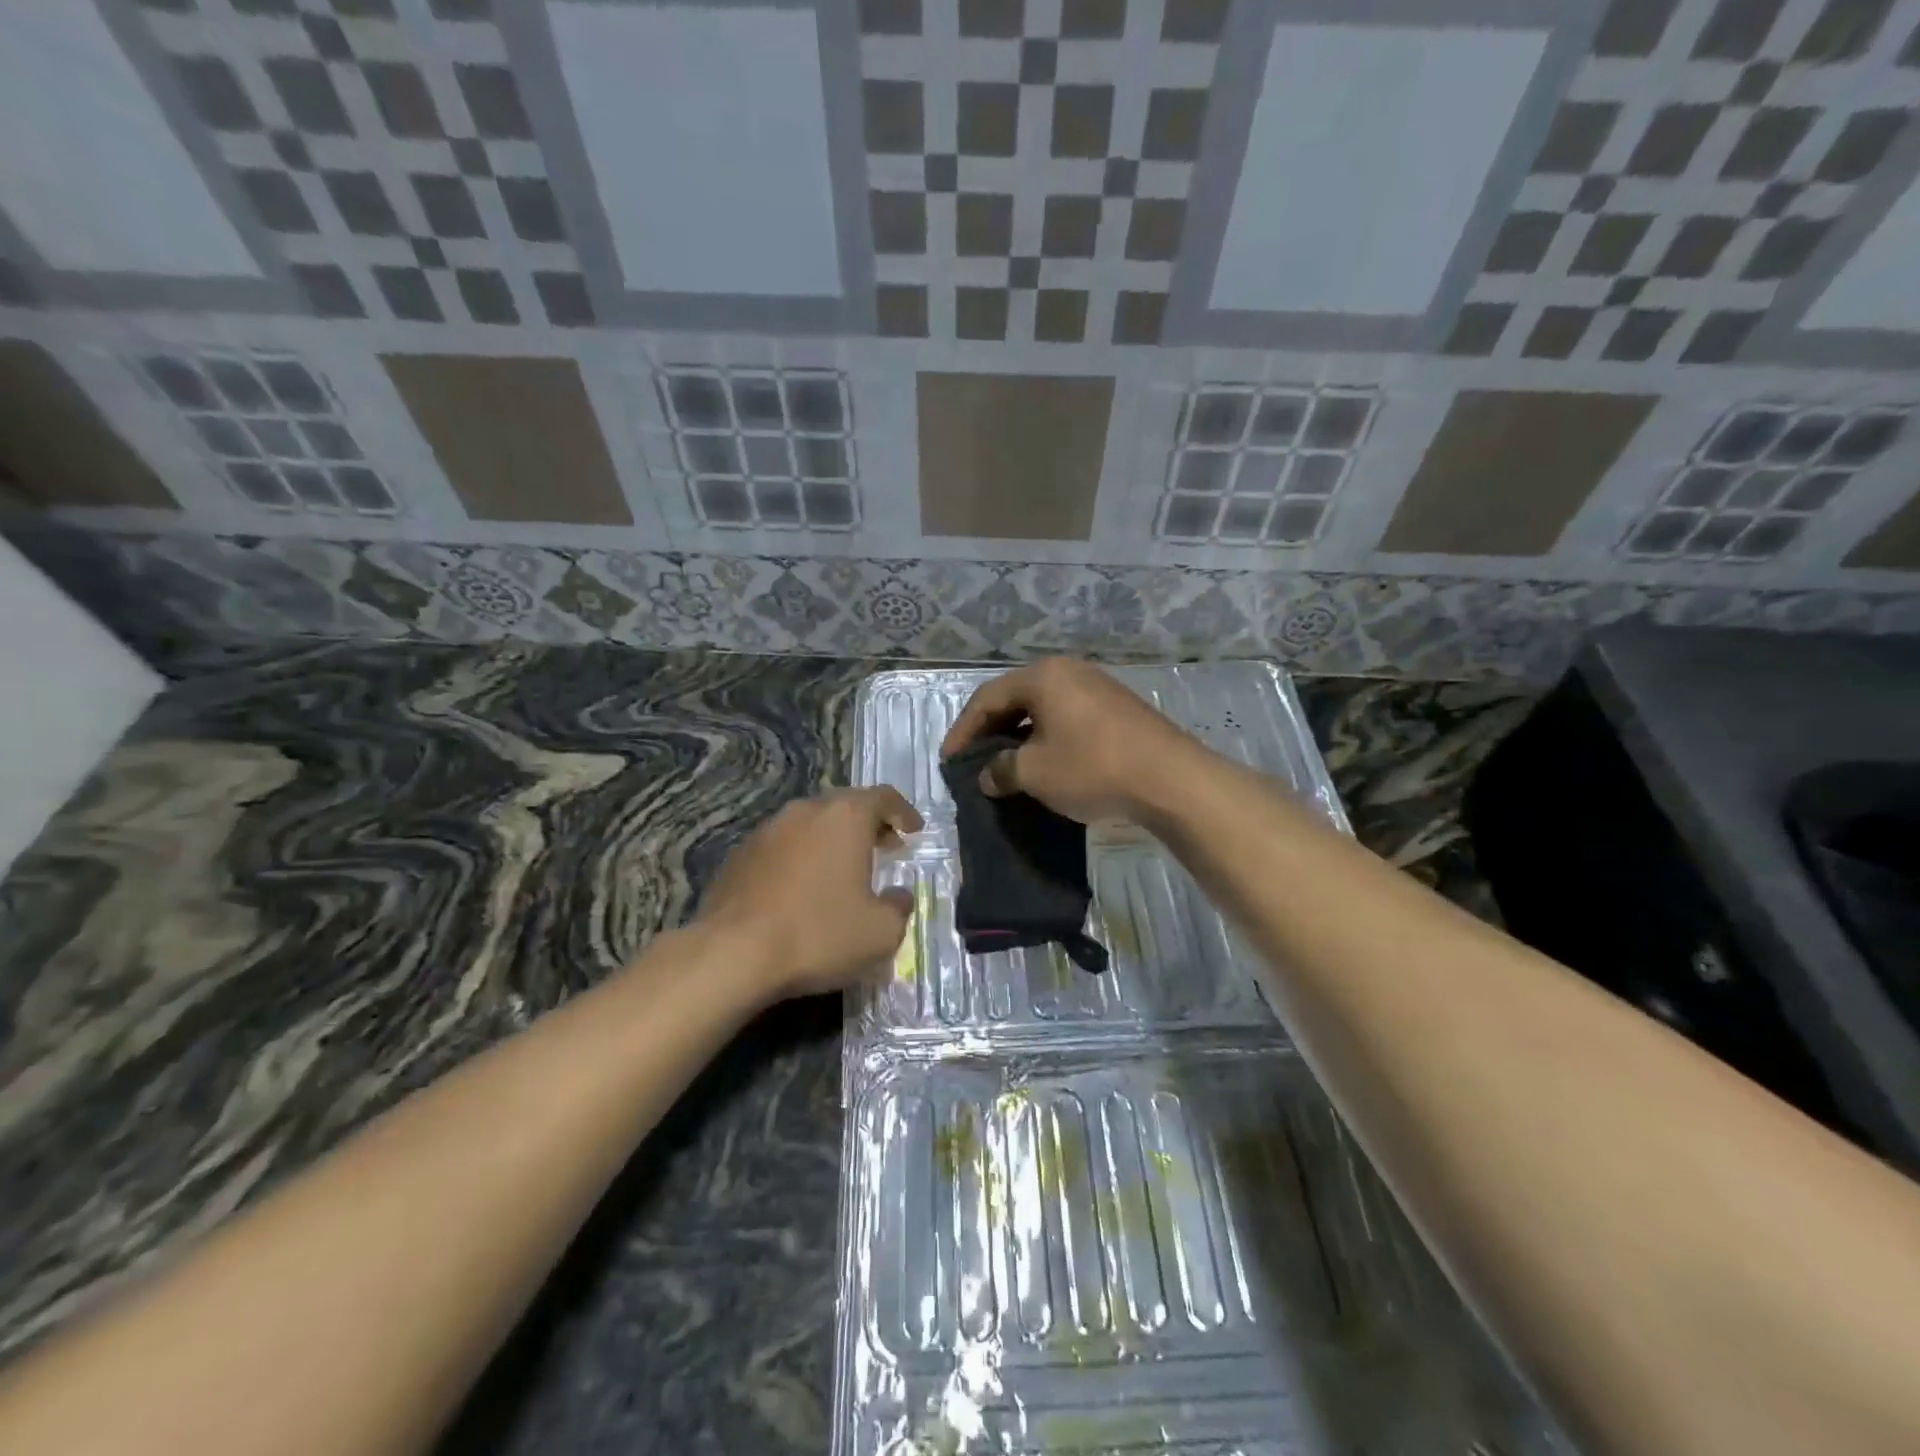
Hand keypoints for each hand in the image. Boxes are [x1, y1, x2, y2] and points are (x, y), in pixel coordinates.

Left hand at [695, 786, 923, 1001]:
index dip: (903, 812)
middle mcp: (805, 811)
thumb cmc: (818, 934)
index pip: (883, 797)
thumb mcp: (880, 932)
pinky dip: (801, 858)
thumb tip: (898, 897)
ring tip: (843, 870)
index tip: (914, 830)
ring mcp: (767, 830)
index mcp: (845, 817)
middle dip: (869, 824)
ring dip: (832, 841)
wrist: (733, 954)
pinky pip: (782, 847)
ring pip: (810, 824)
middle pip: (845, 806)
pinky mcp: (739, 855)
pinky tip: (802, 889)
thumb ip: (899, 907)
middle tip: (885, 847)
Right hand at [940, 659, 1197, 824]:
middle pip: (1016, 698)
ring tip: (1006, 764)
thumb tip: (988, 776)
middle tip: (973, 759)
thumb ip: (1001, 770)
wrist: (1170, 779)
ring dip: (1020, 736)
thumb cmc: (1092, 768)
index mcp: (1043, 676)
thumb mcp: (1035, 773)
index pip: (987, 698)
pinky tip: (1045, 763)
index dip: (963, 730)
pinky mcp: (1118, 709)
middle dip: (991, 730)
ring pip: (1043, 708)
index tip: (948, 760)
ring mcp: (1097, 688)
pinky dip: (1047, 738)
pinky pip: (1068, 718)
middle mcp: (1069, 671)